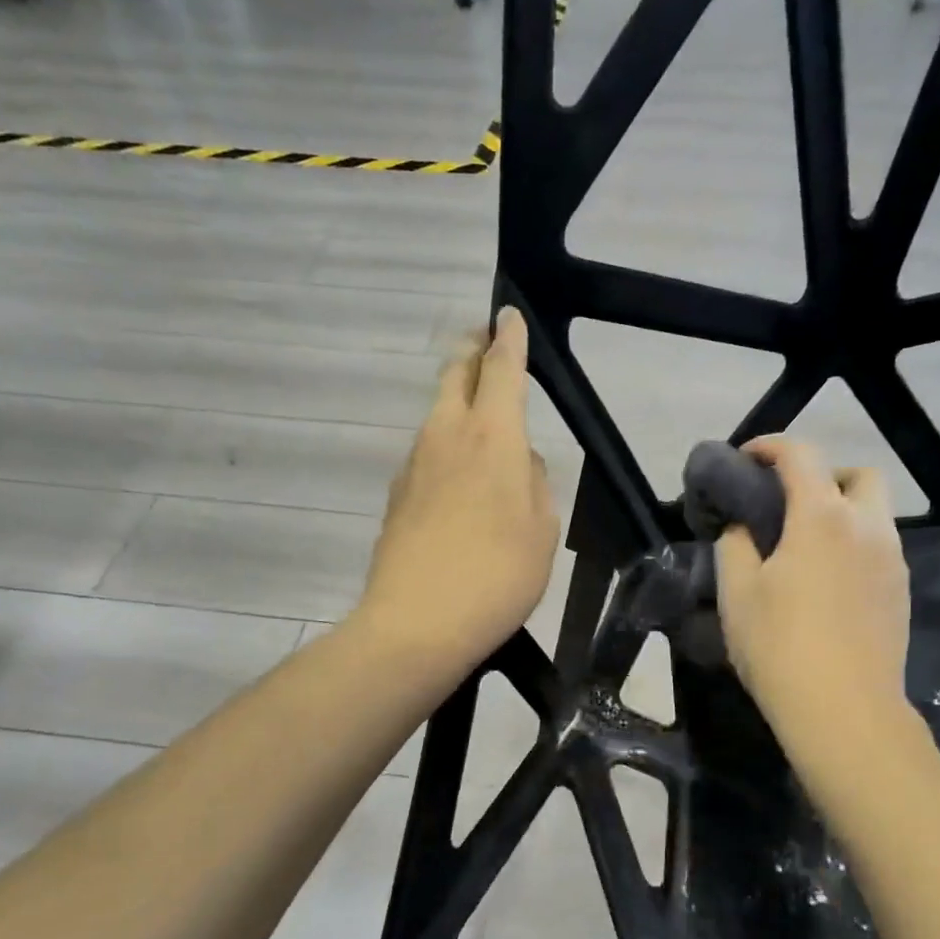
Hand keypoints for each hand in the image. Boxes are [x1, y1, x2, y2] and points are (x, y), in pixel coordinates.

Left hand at [356, 307, 558, 679]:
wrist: (417, 624)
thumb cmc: (498, 576)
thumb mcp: (542, 530)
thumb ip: (536, 484)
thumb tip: (522, 462)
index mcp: (493, 438)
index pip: (501, 370)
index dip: (509, 340)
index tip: (507, 315)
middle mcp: (447, 437)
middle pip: (455, 377)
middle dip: (472, 353)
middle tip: (484, 342)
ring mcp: (414, 465)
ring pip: (437, 415)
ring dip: (456, 402)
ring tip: (478, 416)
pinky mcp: (397, 496)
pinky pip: (427, 455)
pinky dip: (444, 447)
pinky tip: (457, 479)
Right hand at [715, 436, 911, 745]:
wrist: (845, 711)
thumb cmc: (780, 647)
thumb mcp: (737, 593)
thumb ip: (735, 545)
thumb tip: (742, 527)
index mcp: (822, 517)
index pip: (801, 455)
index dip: (770, 446)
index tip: (746, 458)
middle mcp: (867, 527)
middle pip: (859, 474)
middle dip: (824, 475)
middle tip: (789, 503)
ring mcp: (892, 561)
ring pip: (875, 513)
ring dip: (842, 511)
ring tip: (805, 547)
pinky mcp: (901, 593)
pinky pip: (880, 548)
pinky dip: (854, 544)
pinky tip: (828, 582)